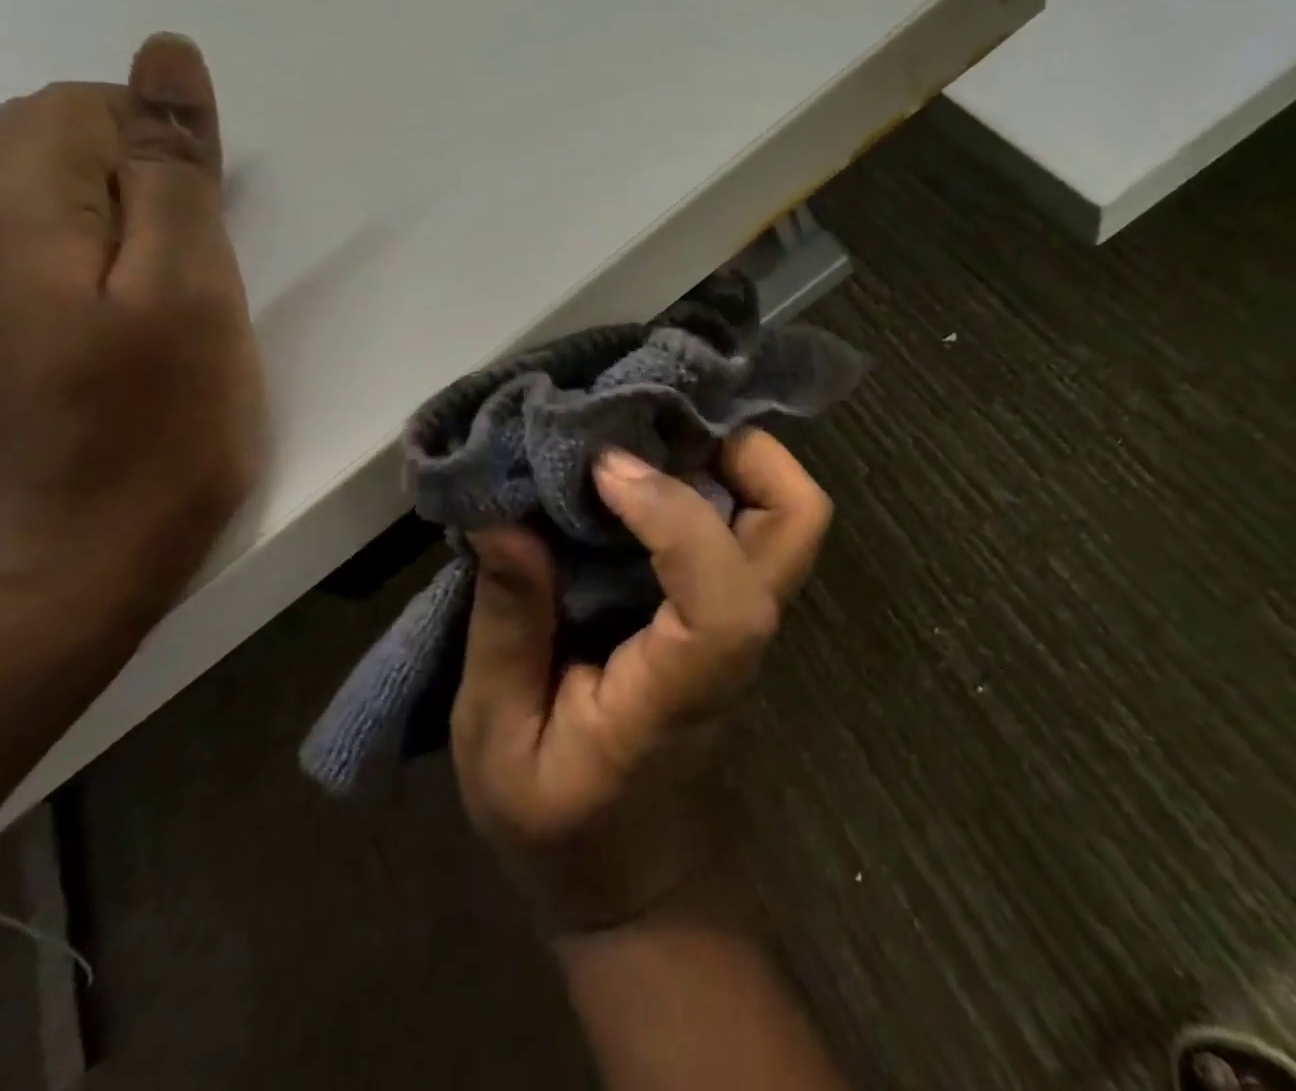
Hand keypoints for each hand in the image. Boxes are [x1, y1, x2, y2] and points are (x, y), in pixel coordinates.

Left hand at [0, 34, 263, 631]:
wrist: (70, 565)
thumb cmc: (155, 428)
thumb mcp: (192, 289)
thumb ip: (176, 168)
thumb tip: (167, 57)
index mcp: (9, 207)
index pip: (84, 106)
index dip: (167, 151)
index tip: (212, 235)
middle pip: (50, 138)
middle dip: (142, 179)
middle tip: (199, 271)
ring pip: (43, 194)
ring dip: (123, 221)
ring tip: (173, 299)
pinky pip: (33, 249)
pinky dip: (94, 258)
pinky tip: (129, 322)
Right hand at [450, 429, 831, 932]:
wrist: (635, 876)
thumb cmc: (562, 828)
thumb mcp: (498, 743)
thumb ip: (508, 631)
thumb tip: (502, 518)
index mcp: (683, 692)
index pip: (727, 601)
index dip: (677, 516)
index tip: (603, 471)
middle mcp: (735, 643)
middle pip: (797, 528)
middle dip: (746, 452)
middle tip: (657, 420)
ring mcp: (742, 621)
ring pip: (784, 515)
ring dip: (731, 454)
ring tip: (647, 427)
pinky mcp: (726, 608)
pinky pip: (745, 522)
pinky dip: (713, 473)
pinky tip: (646, 460)